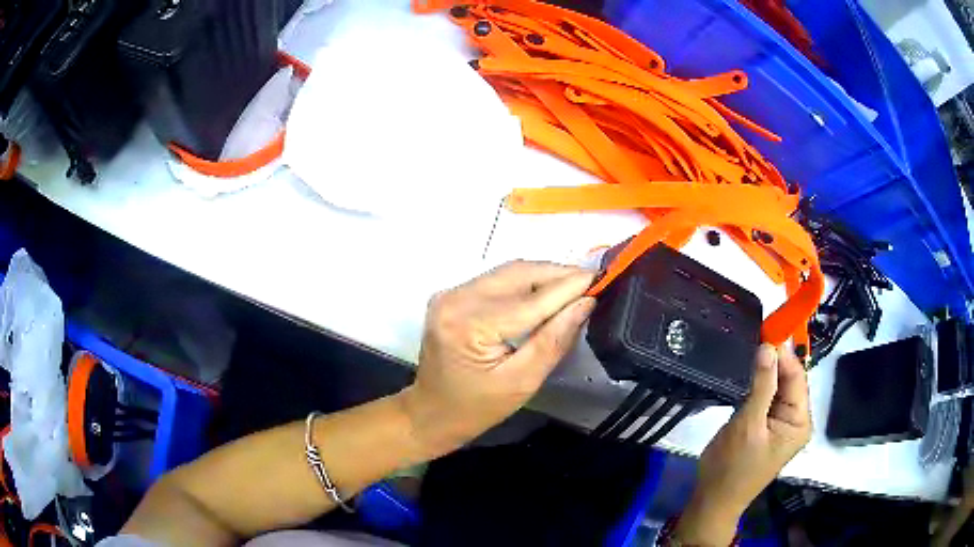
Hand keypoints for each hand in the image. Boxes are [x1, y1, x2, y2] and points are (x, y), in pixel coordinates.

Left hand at [401, 261, 595, 456]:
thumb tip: (585, 303)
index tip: (601, 278)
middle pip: (518, 273)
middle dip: (558, 274)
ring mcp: (450, 293)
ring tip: (575, 285)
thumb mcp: (522, 382)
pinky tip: (546, 291)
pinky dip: (525, 282)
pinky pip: (497, 280)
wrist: (431, 412)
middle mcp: (455, 298)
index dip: (569, 286)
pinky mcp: (452, 295)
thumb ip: (554, 340)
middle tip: (592, 281)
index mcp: (469, 324)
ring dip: (543, 275)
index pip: (531, 299)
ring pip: (509, 272)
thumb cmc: (476, 408)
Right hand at [675, 345, 811, 545]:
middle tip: (754, 337)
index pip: (797, 376)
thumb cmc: (732, 468)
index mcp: (800, 422)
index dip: (783, 352)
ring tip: (749, 351)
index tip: (766, 327)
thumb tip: (769, 346)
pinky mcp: (768, 428)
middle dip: (774, 360)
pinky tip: (747, 375)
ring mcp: (782, 425)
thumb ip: (761, 386)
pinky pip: (767, 399)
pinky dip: (758, 386)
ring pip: (777, 388)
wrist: (713, 501)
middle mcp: (796, 421)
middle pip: (789, 381)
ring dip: (765, 372)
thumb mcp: (747, 425)